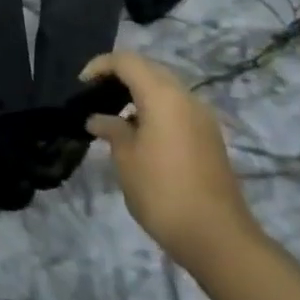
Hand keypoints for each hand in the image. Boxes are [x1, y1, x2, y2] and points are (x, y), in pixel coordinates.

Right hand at [84, 49, 259, 271]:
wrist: (217, 237)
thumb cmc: (162, 191)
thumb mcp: (125, 158)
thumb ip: (111, 129)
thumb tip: (98, 119)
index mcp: (163, 96)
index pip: (127, 61)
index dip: (100, 66)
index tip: (81, 85)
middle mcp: (186, 98)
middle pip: (149, 69)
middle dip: (120, 75)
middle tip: (95, 94)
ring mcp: (202, 118)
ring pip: (165, 88)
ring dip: (138, 92)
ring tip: (114, 114)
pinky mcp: (209, 138)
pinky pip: (177, 108)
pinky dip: (154, 109)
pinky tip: (139, 133)